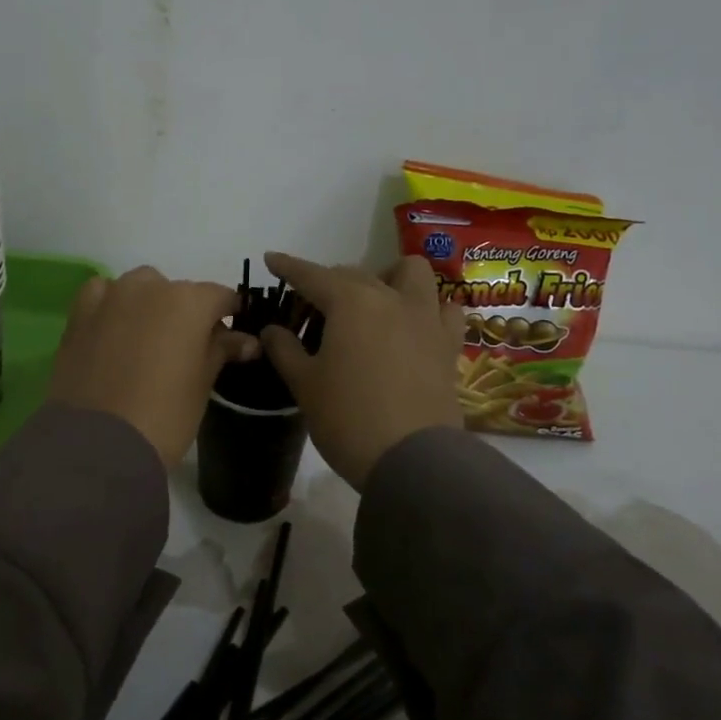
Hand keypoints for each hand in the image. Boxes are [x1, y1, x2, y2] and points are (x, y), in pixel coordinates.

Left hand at [49, 267, 259, 468]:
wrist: (98, 443)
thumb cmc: (165, 415)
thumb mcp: (202, 383)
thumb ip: (221, 350)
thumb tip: (246, 341)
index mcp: (189, 301)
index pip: (220, 296)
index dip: (229, 314)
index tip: (232, 334)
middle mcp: (150, 287)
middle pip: (178, 291)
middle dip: (187, 312)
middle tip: (188, 347)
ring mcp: (111, 296)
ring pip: (139, 287)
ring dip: (149, 305)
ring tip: (149, 340)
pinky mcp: (80, 313)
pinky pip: (102, 295)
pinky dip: (113, 305)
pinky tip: (114, 329)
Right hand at [258, 251, 462, 488]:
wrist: (413, 460)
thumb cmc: (348, 418)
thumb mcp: (305, 385)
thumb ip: (285, 349)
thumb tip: (272, 330)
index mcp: (351, 302)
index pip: (312, 275)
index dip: (289, 266)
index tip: (271, 259)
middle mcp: (391, 298)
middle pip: (355, 273)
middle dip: (330, 281)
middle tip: (313, 309)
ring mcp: (425, 319)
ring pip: (412, 273)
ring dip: (389, 277)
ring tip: (374, 302)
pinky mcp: (448, 344)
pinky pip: (444, 308)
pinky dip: (428, 307)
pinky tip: (415, 324)